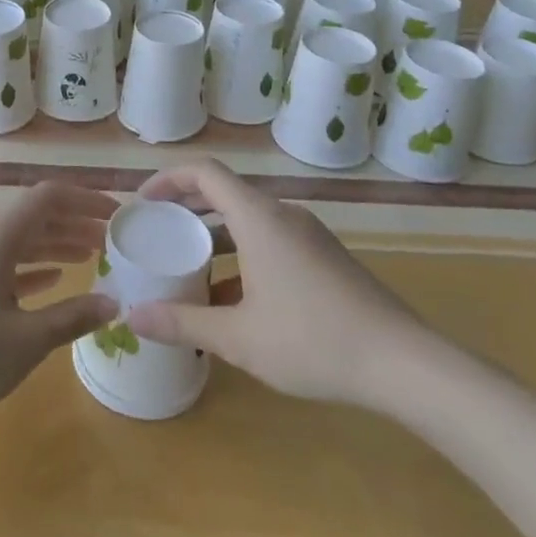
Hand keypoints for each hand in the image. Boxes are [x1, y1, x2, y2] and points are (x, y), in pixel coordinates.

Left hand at [0, 182, 119, 429]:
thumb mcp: (25, 340)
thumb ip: (71, 317)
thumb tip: (112, 304)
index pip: (47, 197)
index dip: (85, 200)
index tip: (117, 215)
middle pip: (34, 216)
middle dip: (74, 221)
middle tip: (112, 238)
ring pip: (21, 240)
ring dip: (56, 243)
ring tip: (92, 255)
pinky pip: (6, 264)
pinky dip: (34, 267)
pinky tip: (54, 279)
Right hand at [123, 159, 442, 410]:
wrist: (404, 364)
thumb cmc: (313, 340)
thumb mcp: (238, 337)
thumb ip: (182, 323)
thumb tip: (131, 316)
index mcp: (258, 217)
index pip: (204, 172)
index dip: (168, 178)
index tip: (143, 203)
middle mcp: (283, 215)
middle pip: (225, 192)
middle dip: (186, 208)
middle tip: (158, 233)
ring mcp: (308, 235)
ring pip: (249, 219)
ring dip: (215, 235)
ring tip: (189, 267)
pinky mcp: (325, 257)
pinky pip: (271, 239)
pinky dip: (243, 253)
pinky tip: (235, 300)